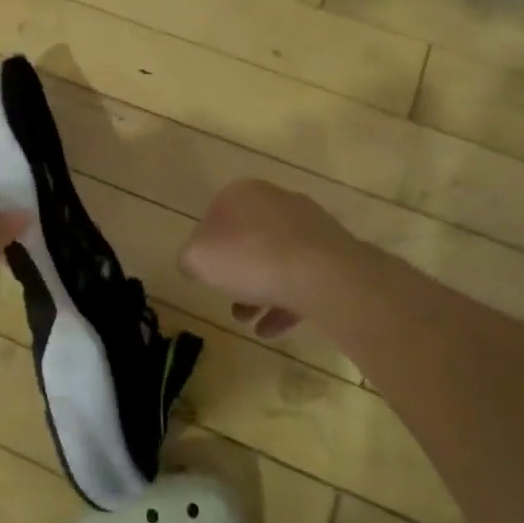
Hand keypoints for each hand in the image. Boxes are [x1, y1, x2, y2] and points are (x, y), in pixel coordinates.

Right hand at [178, 179, 352, 338]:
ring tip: (249, 322)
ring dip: (259, 291)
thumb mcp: (198, 257)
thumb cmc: (250, 257)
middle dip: (237, 272)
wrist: (323, 275)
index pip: (215, 215)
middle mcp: (276, 201)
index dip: (207, 246)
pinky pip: (302, 276)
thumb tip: (194, 261)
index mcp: (242, 193)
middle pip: (248, 238)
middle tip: (228, 298)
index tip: (206, 272)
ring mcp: (310, 226)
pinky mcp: (334, 253)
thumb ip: (189, 257)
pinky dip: (285, 302)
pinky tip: (271, 329)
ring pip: (276, 260)